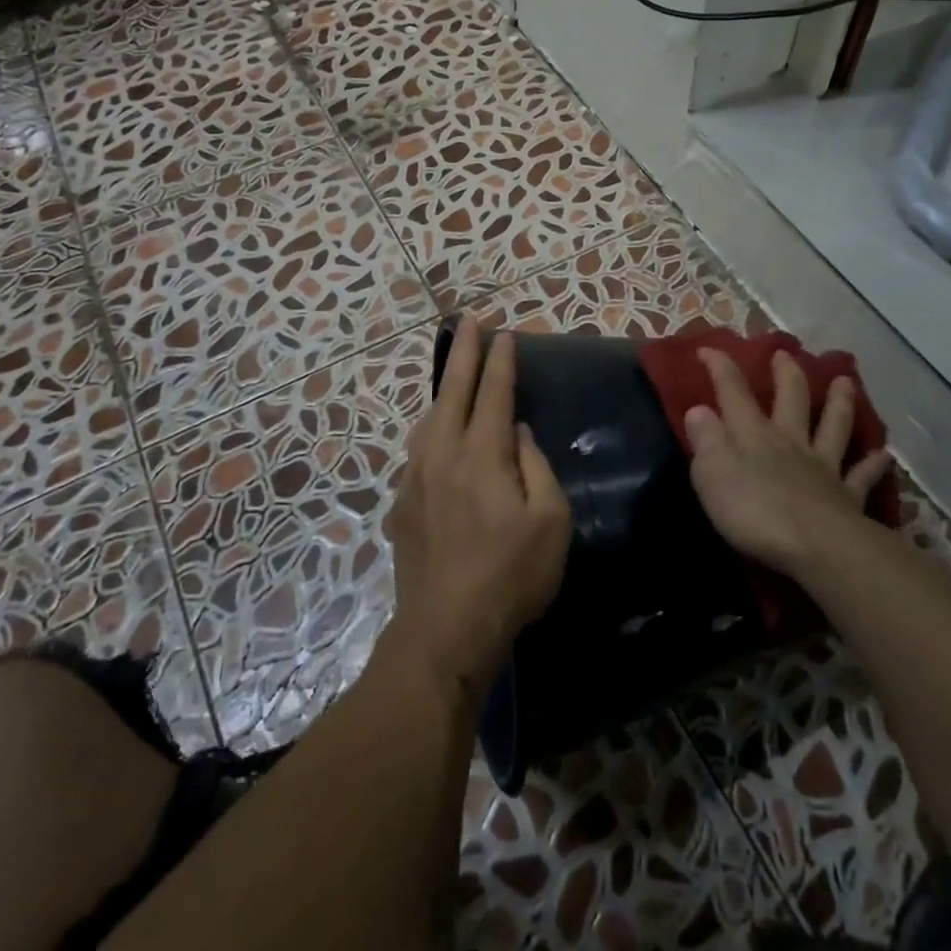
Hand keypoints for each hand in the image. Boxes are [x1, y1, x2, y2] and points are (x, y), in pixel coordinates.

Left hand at [383, 323, 571, 703]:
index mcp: (482, 455)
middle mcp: (442, 454)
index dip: (500, 362)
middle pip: (453, 391)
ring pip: (428, 418)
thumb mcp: (549, 521)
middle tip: (467, 321)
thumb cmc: (511, 575)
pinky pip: (416, 450)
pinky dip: (429, 428)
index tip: (505, 335)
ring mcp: (415, 478)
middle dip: (463, 353)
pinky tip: (434, 434)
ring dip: (442, 388)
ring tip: (451, 371)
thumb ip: (534, 466)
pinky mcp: (401, 504)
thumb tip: (515, 431)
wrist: (445, 629)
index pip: (493, 393)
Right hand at [684, 349, 894, 586]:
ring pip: (833, 426)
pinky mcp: (847, 498)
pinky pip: (861, 475)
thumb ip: (706, 440)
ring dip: (838, 403)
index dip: (720, 368)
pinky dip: (872, 463)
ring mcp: (823, 468)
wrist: (816, 547)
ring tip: (845, 381)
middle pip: (790, 400)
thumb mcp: (712, 474)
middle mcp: (790, 442)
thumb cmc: (754, 511)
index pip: (733, 393)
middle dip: (786, 374)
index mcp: (754, 435)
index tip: (708, 348)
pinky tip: (883, 454)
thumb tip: (698, 409)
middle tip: (786, 354)